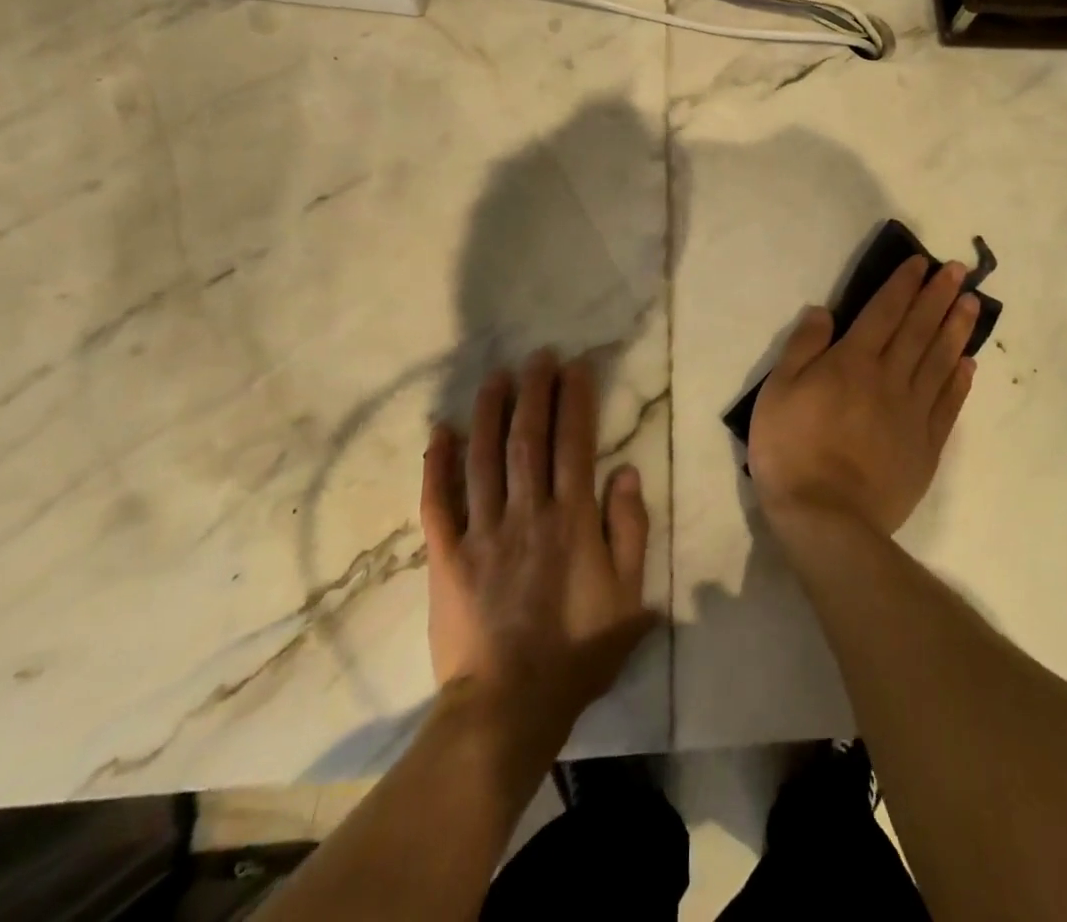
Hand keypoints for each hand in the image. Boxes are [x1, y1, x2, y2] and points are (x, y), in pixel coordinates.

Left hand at [421, 352, 656, 735]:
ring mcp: (482, 532)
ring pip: (483, 457)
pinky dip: (436, 465)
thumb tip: (626, 472)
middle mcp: (526, 512)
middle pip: (528, 437)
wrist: (507, 709)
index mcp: (571, 519)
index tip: (575, 366)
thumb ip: (630, 530)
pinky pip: (437, 503)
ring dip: (490, 411)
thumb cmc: (578, 652)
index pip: (574, 443)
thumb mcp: (629, 596)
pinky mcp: (447, 556)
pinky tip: (440, 431)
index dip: (575, 399)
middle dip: (534, 391)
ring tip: (495, 376)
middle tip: (537, 356)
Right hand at [749, 256, 978, 539]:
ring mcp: (913, 413)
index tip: (922, 263)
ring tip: (972, 305)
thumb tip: (825, 311)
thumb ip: (803, 347)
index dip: (903, 285)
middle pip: (919, 330)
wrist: (827, 517)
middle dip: (938, 297)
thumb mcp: (778, 390)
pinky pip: (948, 405)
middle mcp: (890, 378)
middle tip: (960, 272)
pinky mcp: (926, 446)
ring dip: (957, 329)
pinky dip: (960, 380)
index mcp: (853, 362)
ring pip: (940, 361)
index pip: (884, 312)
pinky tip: (969, 363)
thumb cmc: (791, 449)